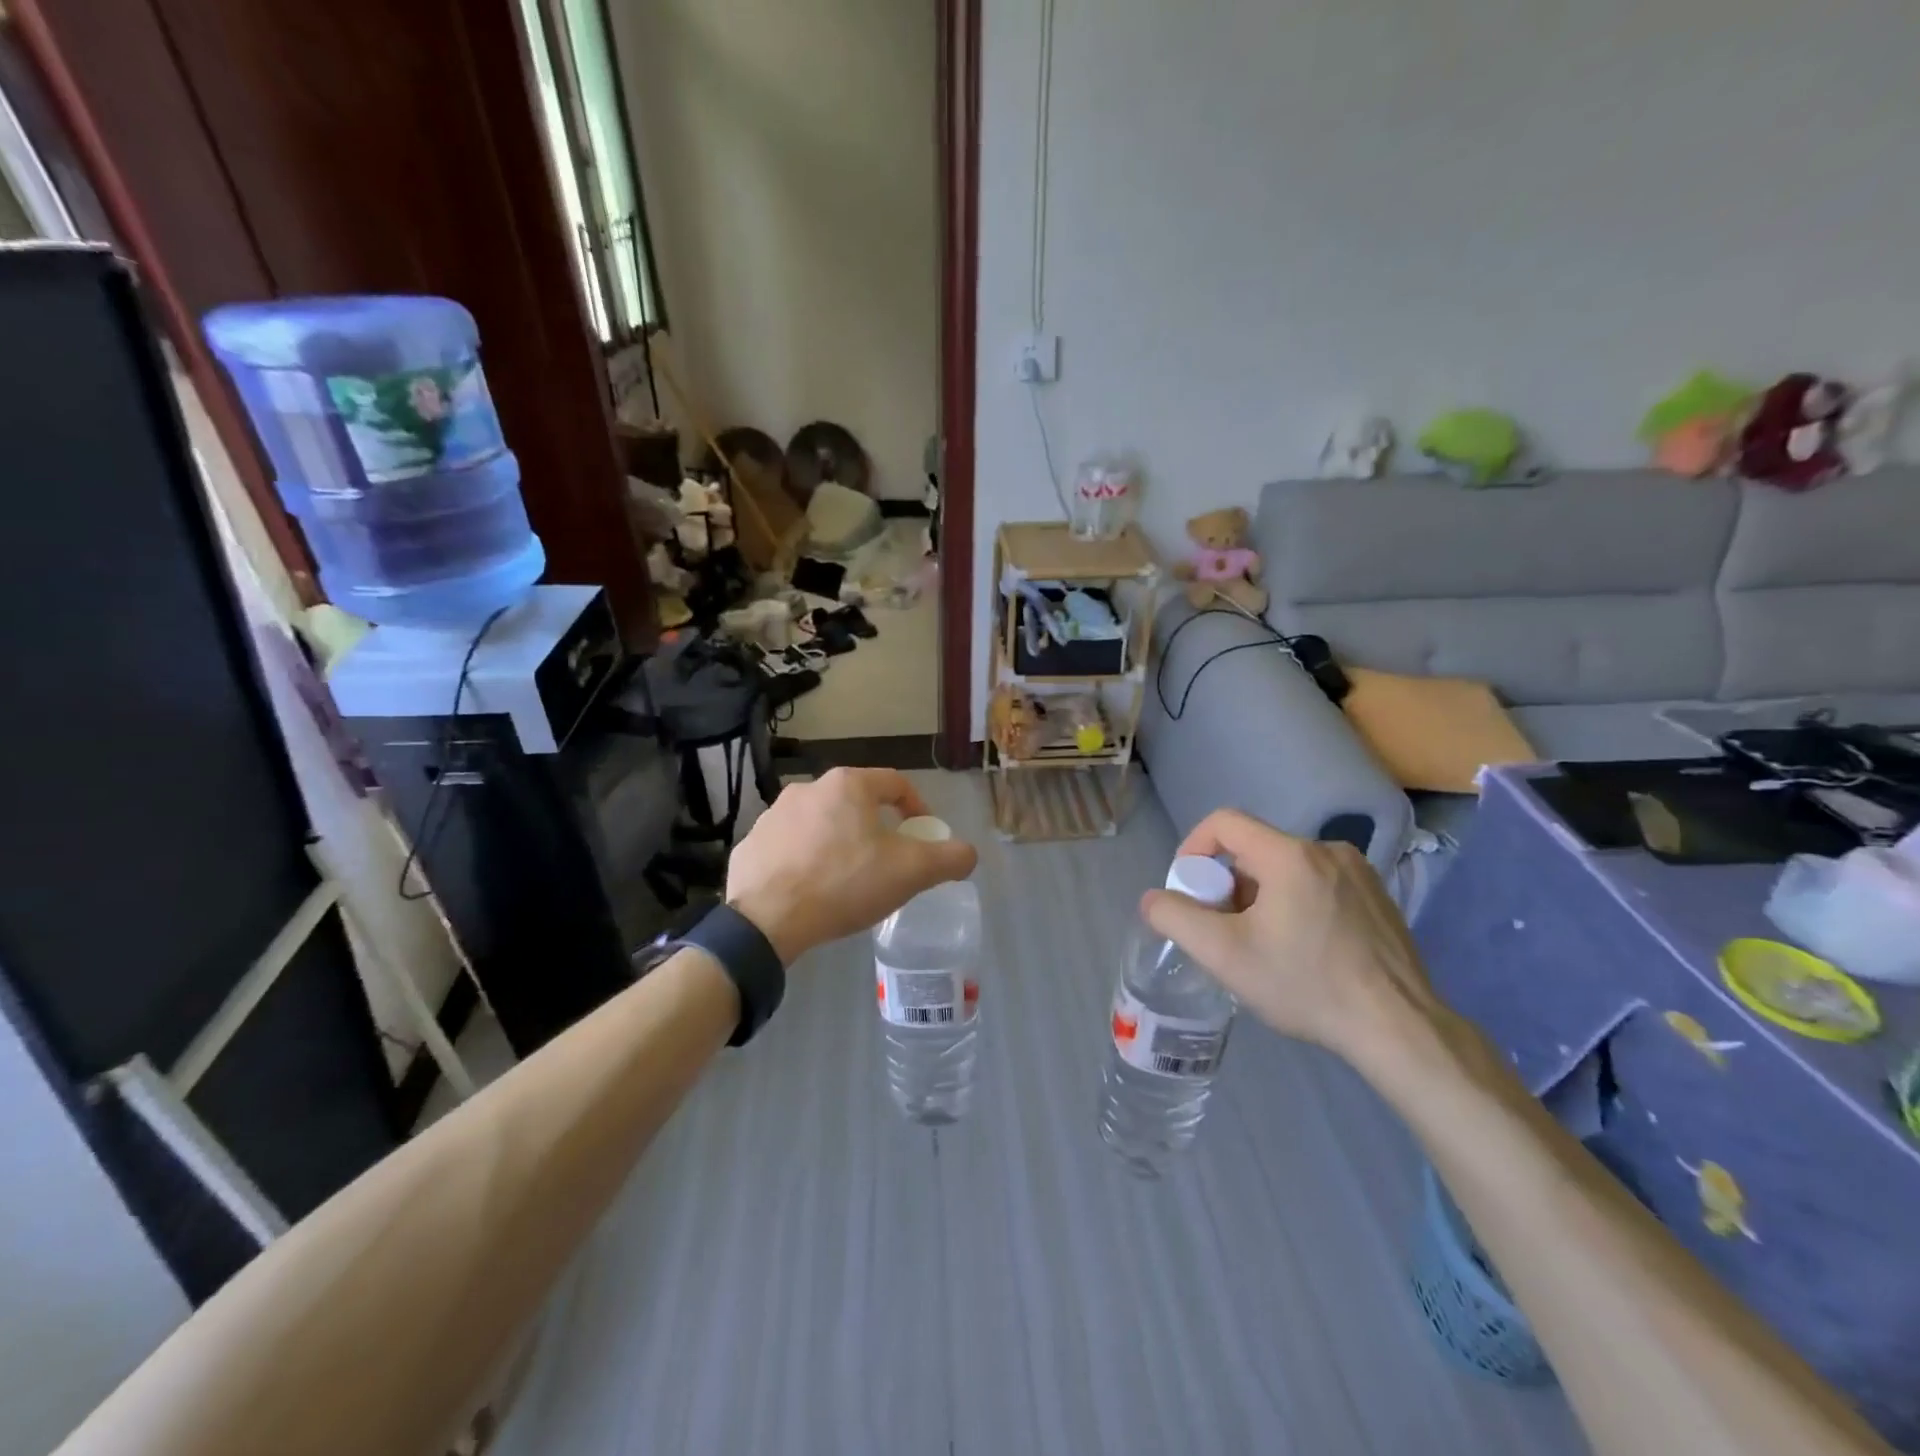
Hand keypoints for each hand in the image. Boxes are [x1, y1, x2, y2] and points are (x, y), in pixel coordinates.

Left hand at [727, 768, 977, 962]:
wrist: (765, 920)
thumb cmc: (844, 883)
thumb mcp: (911, 872)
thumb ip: (949, 858)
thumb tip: (968, 853)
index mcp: (848, 784)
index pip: (895, 783)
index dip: (917, 807)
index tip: (924, 836)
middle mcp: (808, 788)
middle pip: (857, 803)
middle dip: (877, 829)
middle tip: (888, 863)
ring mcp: (773, 815)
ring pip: (822, 824)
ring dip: (840, 843)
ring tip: (848, 880)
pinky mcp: (751, 844)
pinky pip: (790, 847)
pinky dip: (806, 861)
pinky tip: (812, 890)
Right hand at [1139, 809, 1442, 1068]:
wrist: (1398, 1028)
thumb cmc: (1306, 985)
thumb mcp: (1224, 954)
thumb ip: (1176, 918)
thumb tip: (1154, 898)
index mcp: (1289, 854)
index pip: (1224, 822)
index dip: (1194, 848)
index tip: (1189, 889)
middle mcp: (1327, 850)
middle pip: (1255, 851)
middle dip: (1228, 885)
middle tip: (1225, 930)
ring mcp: (1359, 873)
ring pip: (1286, 869)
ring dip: (1261, 897)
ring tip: (1264, 946)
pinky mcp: (1379, 897)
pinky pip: (1318, 884)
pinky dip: (1296, 904)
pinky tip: (1304, 950)